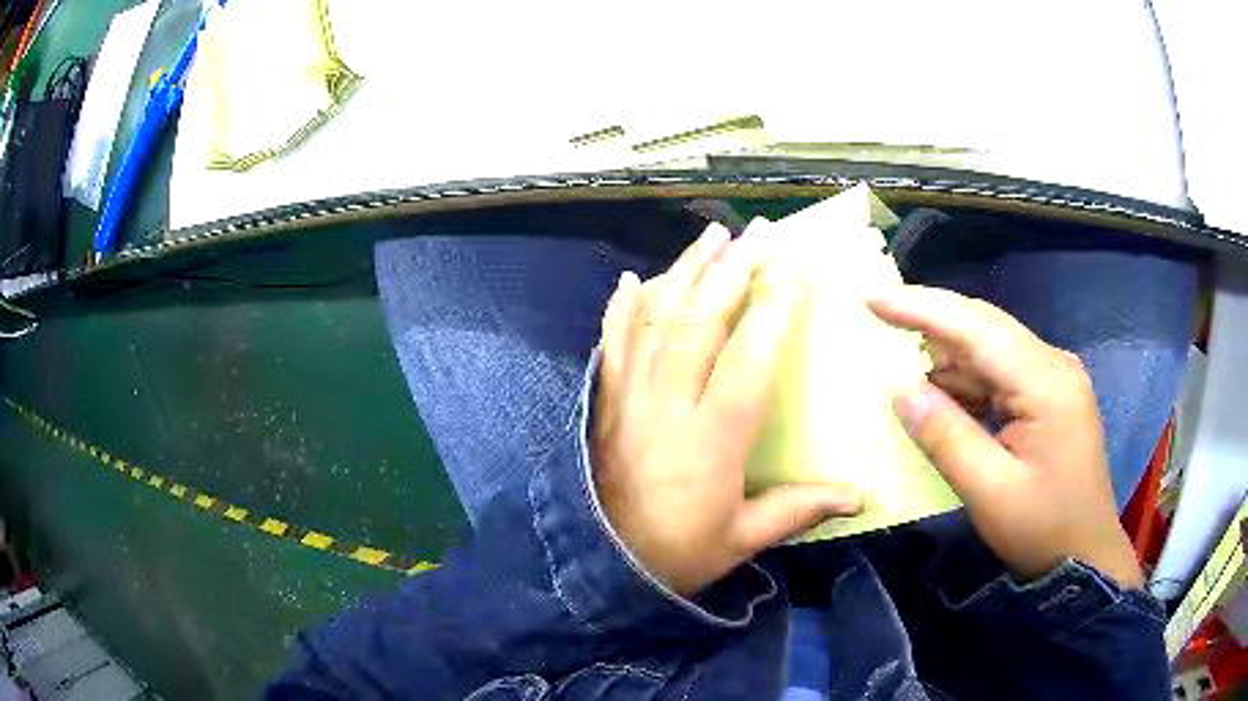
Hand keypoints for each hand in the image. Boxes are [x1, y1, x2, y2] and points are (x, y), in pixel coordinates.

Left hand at [593, 224, 862, 595]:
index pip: (746, 359)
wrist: (601, 563)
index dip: (772, 311)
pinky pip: (612, 343)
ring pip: (656, 320)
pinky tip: (630, 280)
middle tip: (759, 233)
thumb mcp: (742, 539)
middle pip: (700, 322)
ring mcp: (630, 397)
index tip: (794, 273)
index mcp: (710, 440)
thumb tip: (861, 498)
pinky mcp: (606, 400)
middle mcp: (667, 405)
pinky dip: (622, 308)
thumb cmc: (678, 552)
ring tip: (711, 236)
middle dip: (732, 271)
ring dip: (684, 271)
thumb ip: (799, 510)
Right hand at [869, 286, 1143, 588]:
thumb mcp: (989, 492)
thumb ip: (946, 437)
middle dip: (931, 325)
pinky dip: (966, 381)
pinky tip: (941, 397)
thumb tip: (901, 390)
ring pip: (991, 348)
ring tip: (901, 370)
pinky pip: (1000, 373)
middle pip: (985, 327)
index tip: (873, 298)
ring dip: (947, 359)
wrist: (1085, 556)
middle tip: (879, 327)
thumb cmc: (1042, 529)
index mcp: (1046, 382)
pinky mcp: (1049, 395)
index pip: (978, 328)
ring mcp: (1054, 378)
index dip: (923, 308)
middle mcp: (1053, 364)